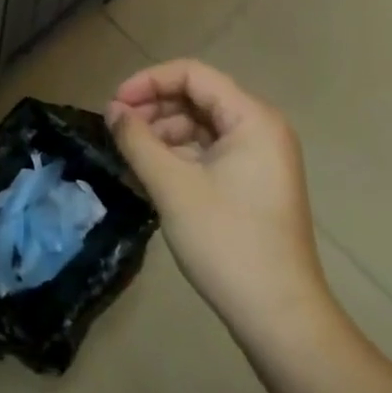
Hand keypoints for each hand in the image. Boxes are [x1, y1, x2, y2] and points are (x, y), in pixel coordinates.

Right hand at [107, 60, 333, 348]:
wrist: (279, 318)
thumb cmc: (226, 242)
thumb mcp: (171, 185)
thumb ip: (137, 139)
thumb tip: (113, 110)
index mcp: (252, 119)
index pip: (192, 74)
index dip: (148, 81)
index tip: (114, 105)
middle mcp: (261, 129)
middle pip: (197, 96)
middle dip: (153, 107)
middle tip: (117, 129)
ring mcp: (260, 157)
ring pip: (200, 124)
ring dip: (162, 132)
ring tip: (130, 154)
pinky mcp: (252, 183)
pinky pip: (209, 150)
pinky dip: (178, 154)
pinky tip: (151, 172)